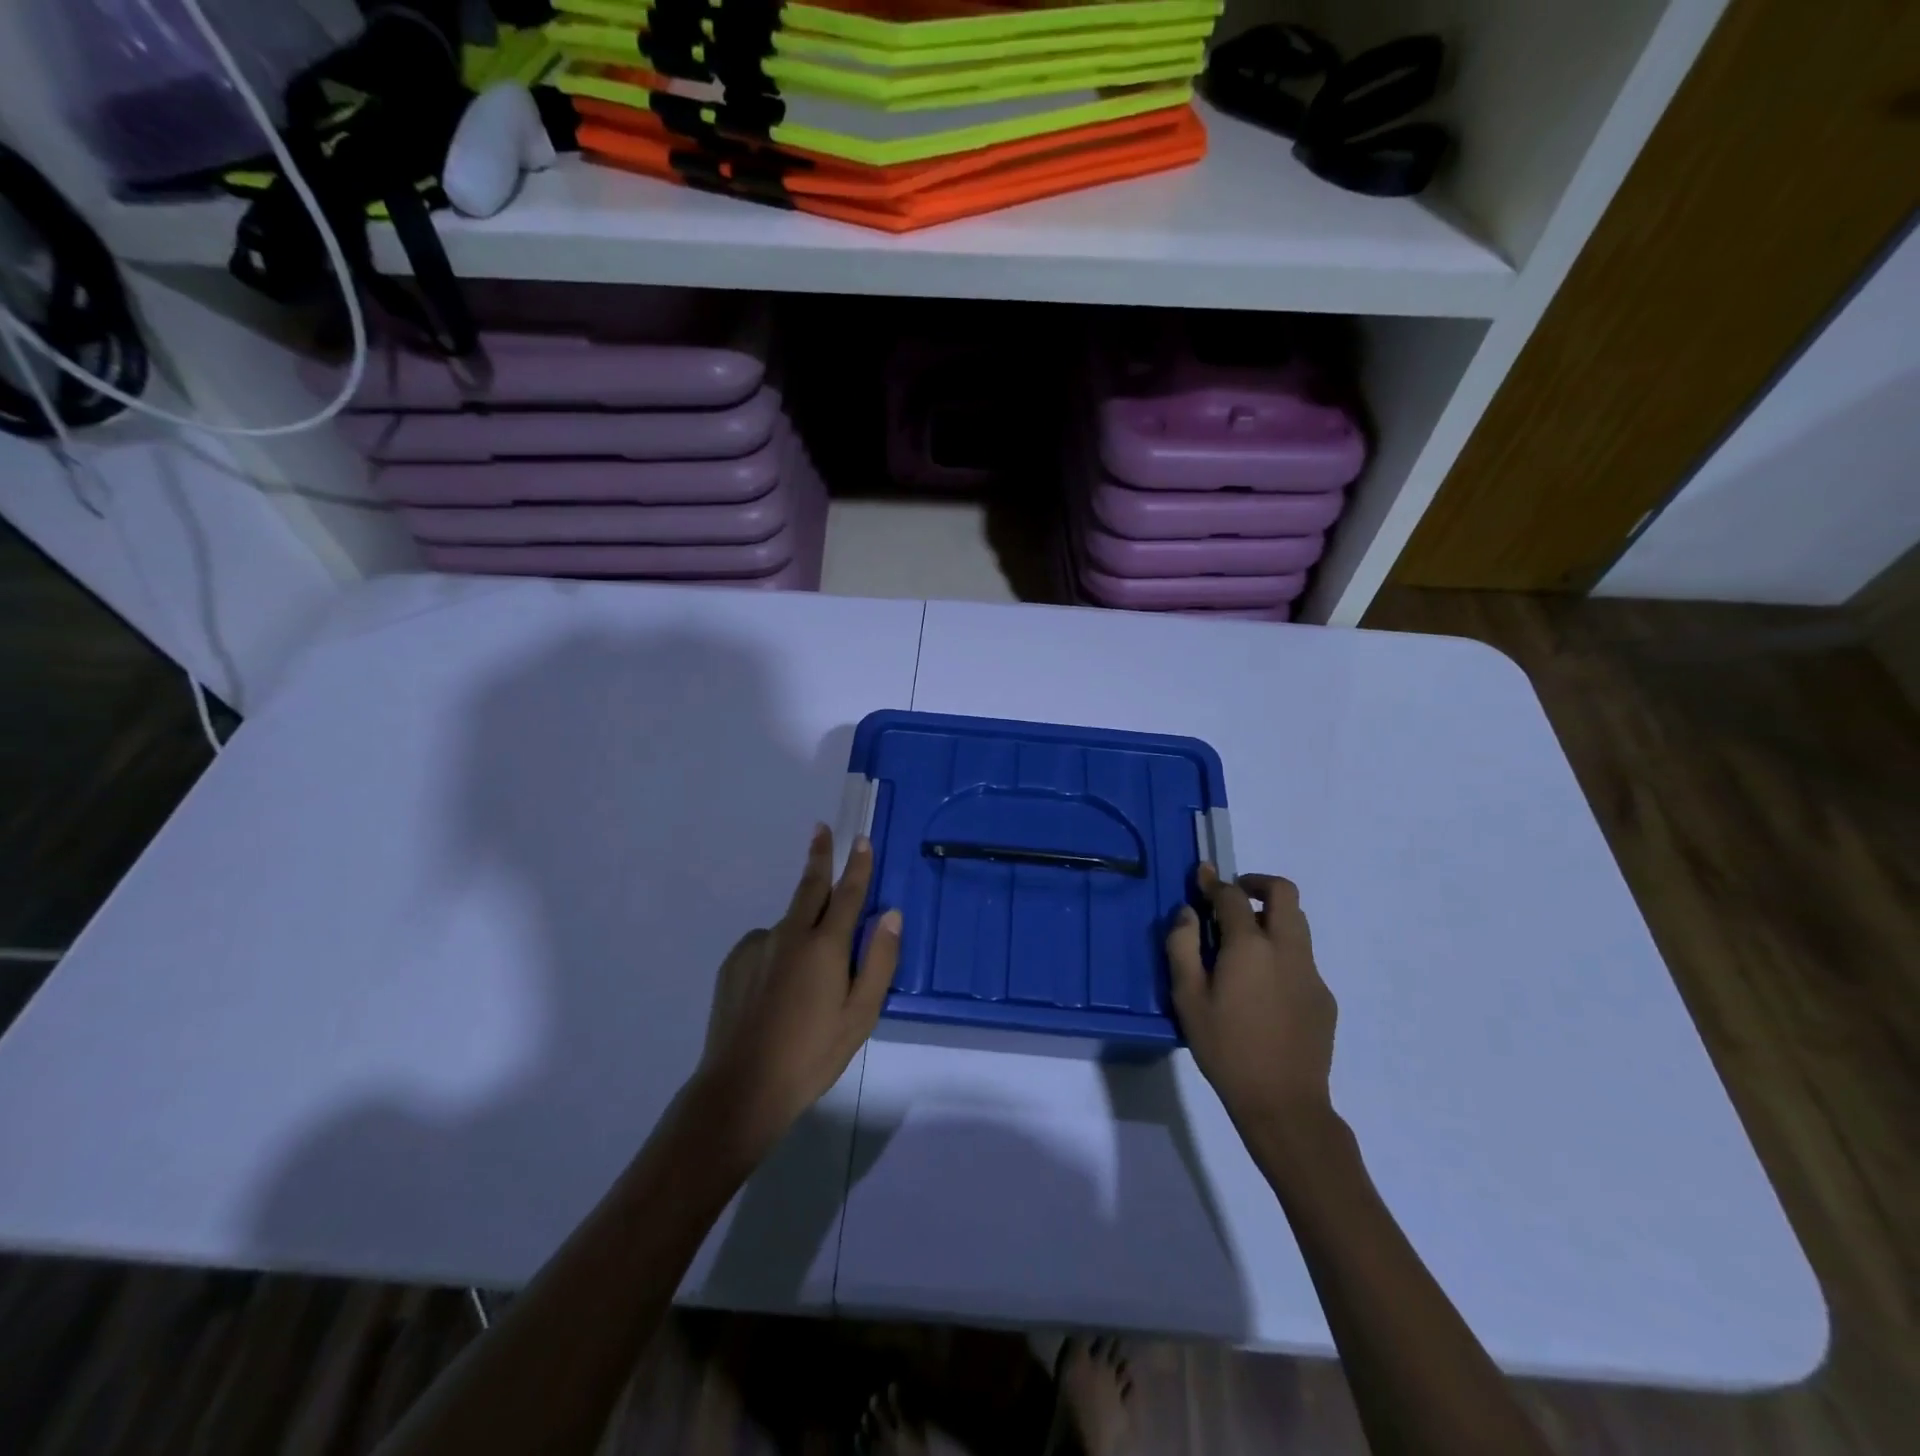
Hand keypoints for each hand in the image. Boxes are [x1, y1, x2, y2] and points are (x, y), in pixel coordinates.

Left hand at [693, 824, 901, 1160]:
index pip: (848, 893)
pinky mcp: (733, 963)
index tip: (861, 839)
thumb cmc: (812, 1054)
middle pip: (809, 886)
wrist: (742, 1088)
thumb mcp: (860, 1015)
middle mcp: (789, 934)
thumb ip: (879, 961)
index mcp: (824, 946)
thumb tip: (891, 915)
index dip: (857, 865)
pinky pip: (765, 945)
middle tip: (820, 829)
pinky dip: (778, 952)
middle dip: (819, 856)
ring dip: (802, 927)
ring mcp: (757, 946)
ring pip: (788, 924)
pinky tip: (777, 989)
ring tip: (804, 979)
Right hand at [1166, 865, 1337, 1139]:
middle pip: (1283, 893)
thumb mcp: (1188, 998)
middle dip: (1257, 883)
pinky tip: (1262, 988)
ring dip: (1271, 917)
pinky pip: (1302, 958)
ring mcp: (1311, 973)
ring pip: (1298, 924)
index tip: (1201, 875)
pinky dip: (1281, 952)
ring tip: (1243, 943)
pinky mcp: (1324, 997)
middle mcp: (1287, 949)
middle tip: (1233, 896)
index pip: (1233, 896)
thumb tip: (1187, 914)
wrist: (1284, 1103)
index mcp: (1251, 946)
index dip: (1214, 882)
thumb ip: (1183, 947)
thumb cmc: (1226, 1048)